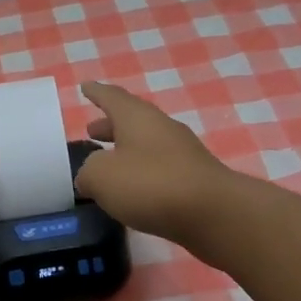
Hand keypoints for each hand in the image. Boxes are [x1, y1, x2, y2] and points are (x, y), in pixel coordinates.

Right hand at [74, 81, 233, 246]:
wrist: (215, 214)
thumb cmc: (151, 185)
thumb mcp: (102, 177)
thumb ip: (88, 172)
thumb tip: (89, 175)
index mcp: (136, 117)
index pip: (111, 97)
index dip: (96, 92)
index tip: (85, 86)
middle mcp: (161, 127)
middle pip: (131, 119)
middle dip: (109, 124)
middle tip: (91, 131)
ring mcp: (182, 152)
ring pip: (146, 143)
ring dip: (126, 148)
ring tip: (108, 163)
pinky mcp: (194, 177)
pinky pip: (160, 166)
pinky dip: (142, 170)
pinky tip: (133, 189)